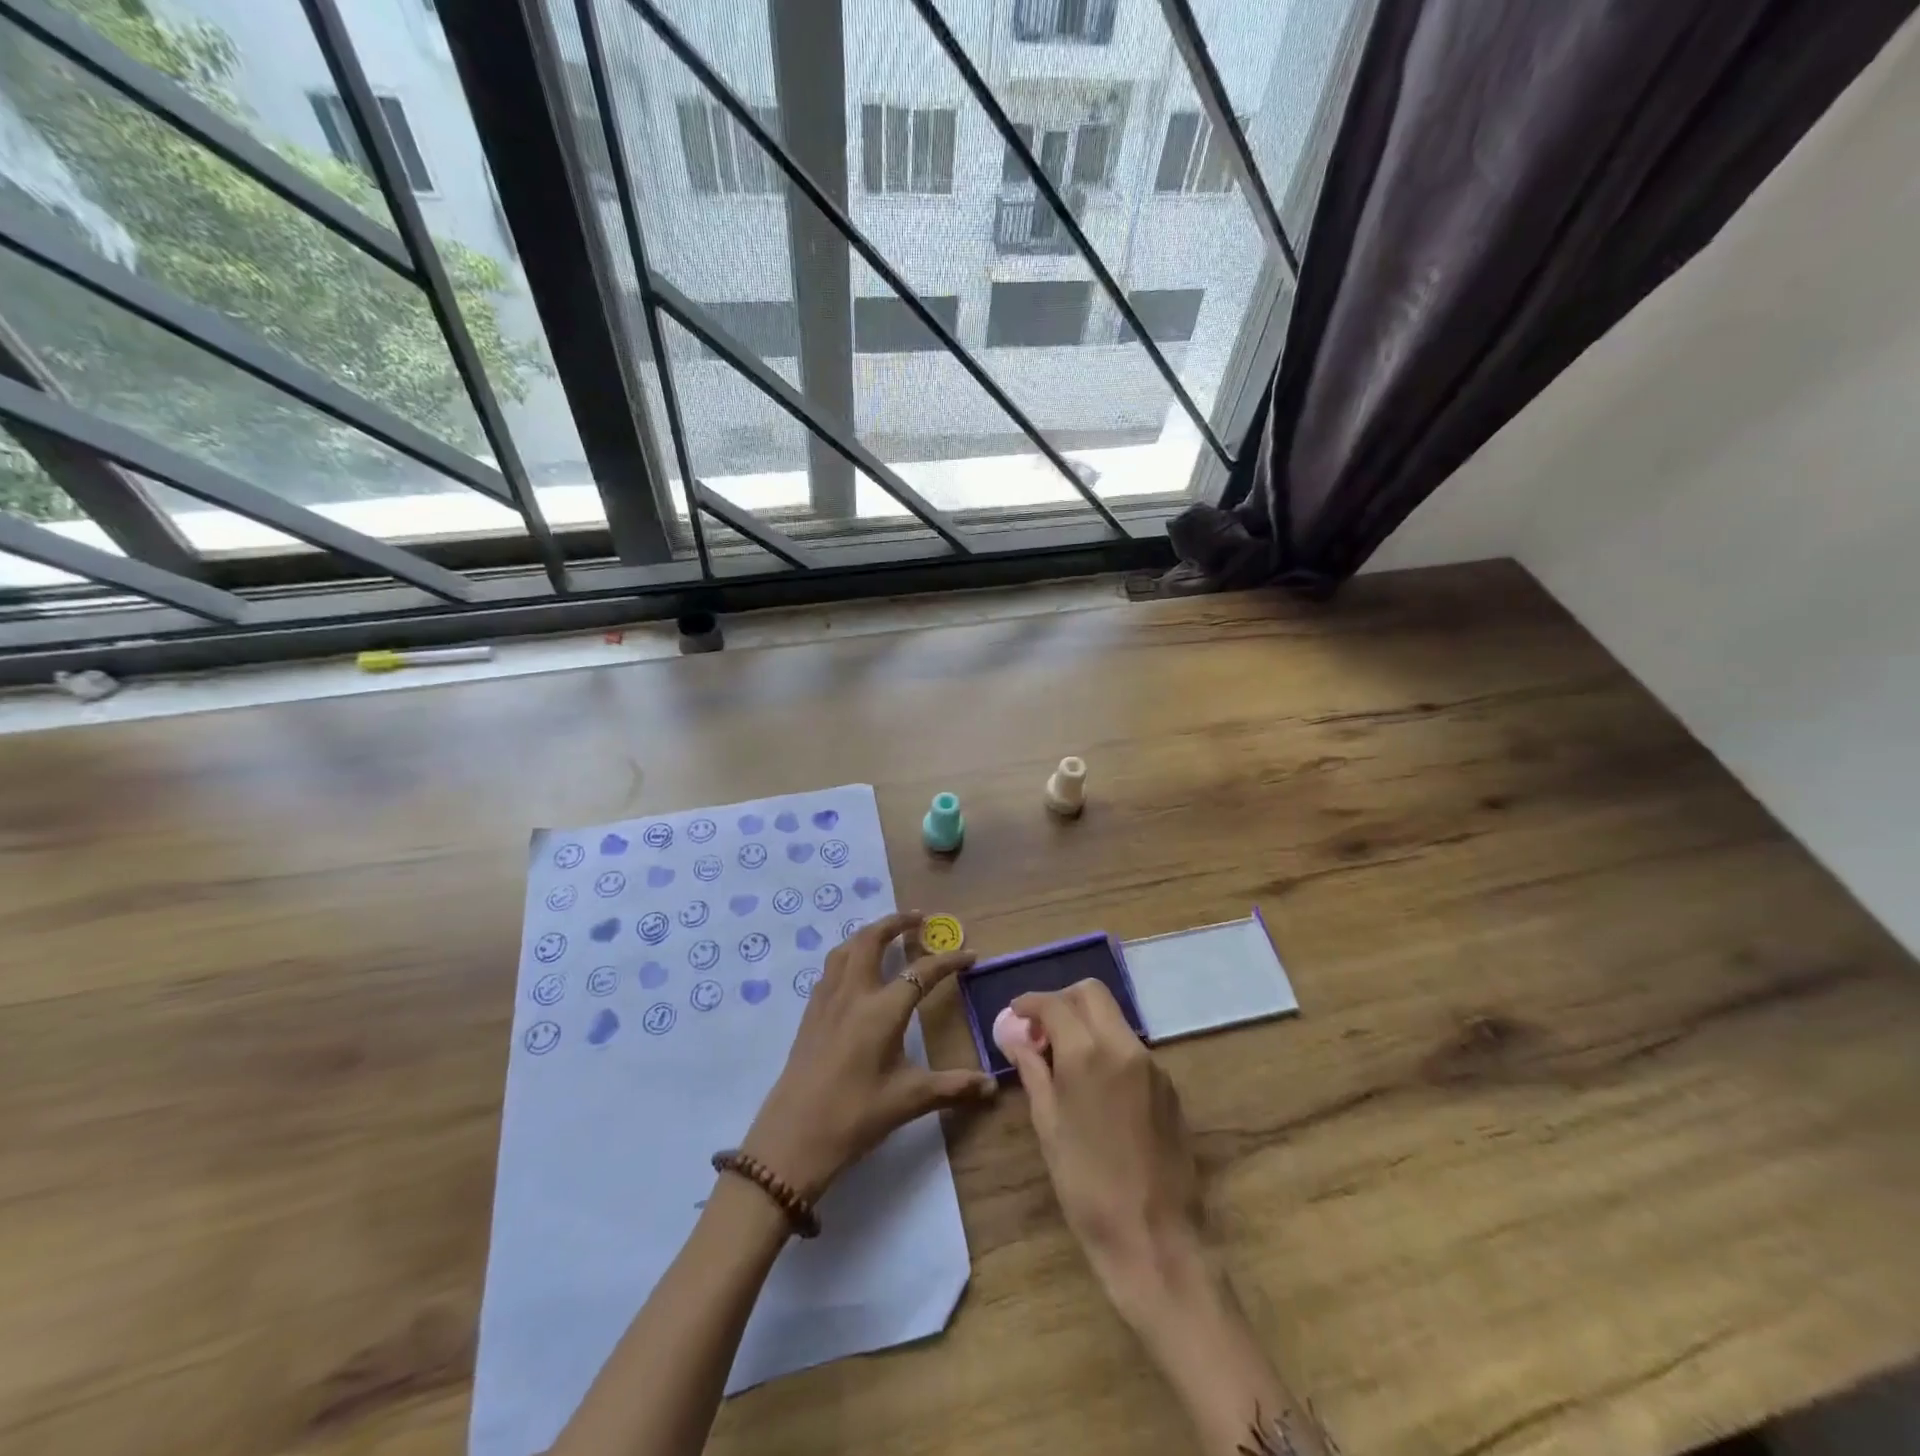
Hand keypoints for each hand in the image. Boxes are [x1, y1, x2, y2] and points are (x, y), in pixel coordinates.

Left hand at [742, 911, 995, 1200]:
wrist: (792, 1139)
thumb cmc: (855, 1116)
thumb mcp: (909, 1100)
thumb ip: (954, 1087)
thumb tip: (994, 1086)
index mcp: (882, 1010)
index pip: (922, 972)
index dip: (949, 961)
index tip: (970, 955)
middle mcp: (854, 993)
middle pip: (872, 939)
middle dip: (897, 922)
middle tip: (920, 919)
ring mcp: (827, 1000)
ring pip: (846, 948)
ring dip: (869, 933)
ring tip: (887, 935)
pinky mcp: (810, 1012)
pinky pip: (831, 968)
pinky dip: (848, 954)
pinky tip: (856, 971)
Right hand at [1004, 980, 1206, 1314]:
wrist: (1155, 1239)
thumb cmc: (1086, 1187)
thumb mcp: (1048, 1126)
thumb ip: (1032, 1070)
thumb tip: (1014, 1034)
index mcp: (1088, 1054)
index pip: (1055, 1003)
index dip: (1030, 1003)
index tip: (1015, 1015)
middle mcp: (1124, 1047)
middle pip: (1091, 994)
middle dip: (1062, 1001)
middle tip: (1041, 1031)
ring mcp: (1152, 1065)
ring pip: (1113, 1019)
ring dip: (1085, 1024)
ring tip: (1063, 1061)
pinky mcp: (1168, 1086)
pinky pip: (1131, 1048)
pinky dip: (1107, 1048)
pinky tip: (1095, 1087)